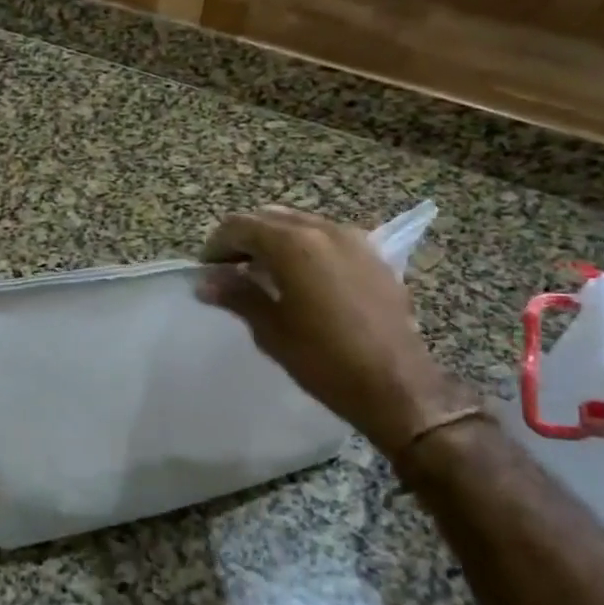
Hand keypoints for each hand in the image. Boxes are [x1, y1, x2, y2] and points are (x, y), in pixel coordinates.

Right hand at [199, 207, 467, 453]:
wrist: (397, 386)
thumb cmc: (324, 361)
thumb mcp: (271, 330)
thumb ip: (237, 296)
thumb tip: (206, 282)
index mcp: (293, 244)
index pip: (240, 226)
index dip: (216, 245)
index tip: (207, 270)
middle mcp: (324, 230)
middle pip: (270, 218)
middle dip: (245, 238)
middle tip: (230, 270)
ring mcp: (354, 240)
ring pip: (301, 224)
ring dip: (276, 240)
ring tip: (265, 273)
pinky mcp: (374, 257)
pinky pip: (328, 238)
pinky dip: (306, 247)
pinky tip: (303, 280)